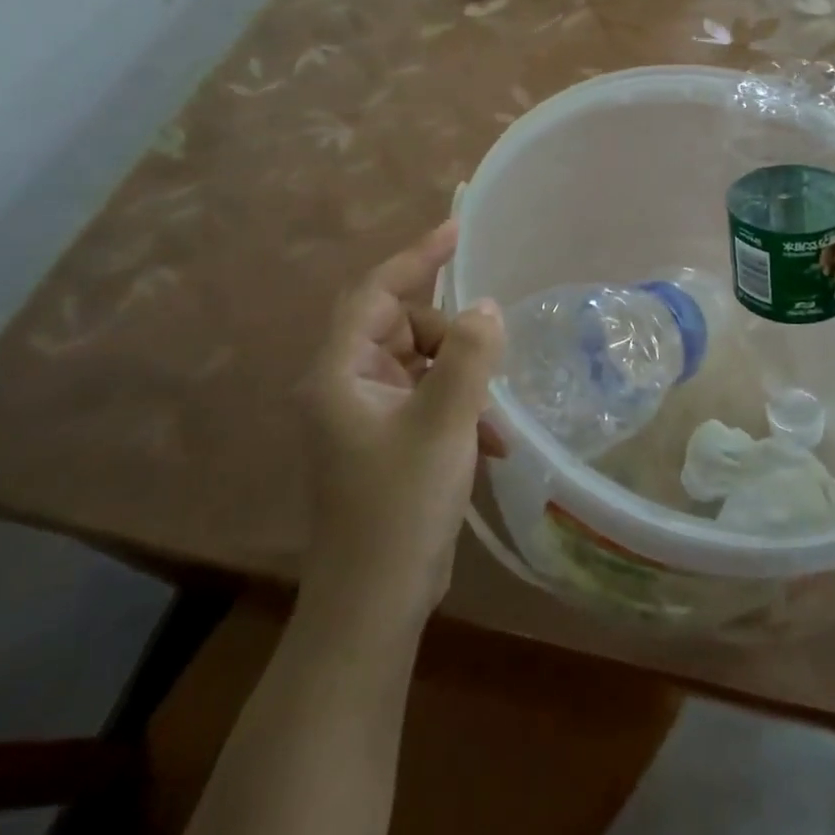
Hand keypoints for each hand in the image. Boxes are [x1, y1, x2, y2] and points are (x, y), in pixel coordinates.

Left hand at [300, 221, 504, 631]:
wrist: (374, 604)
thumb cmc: (400, 506)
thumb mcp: (444, 423)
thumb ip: (468, 356)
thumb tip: (485, 307)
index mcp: (341, 372)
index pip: (375, 291)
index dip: (416, 256)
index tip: (457, 230)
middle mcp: (345, 385)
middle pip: (401, 326)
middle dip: (449, 334)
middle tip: (488, 350)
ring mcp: (364, 415)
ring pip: (420, 364)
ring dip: (461, 377)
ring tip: (492, 411)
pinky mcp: (385, 441)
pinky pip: (426, 399)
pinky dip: (458, 408)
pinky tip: (490, 442)